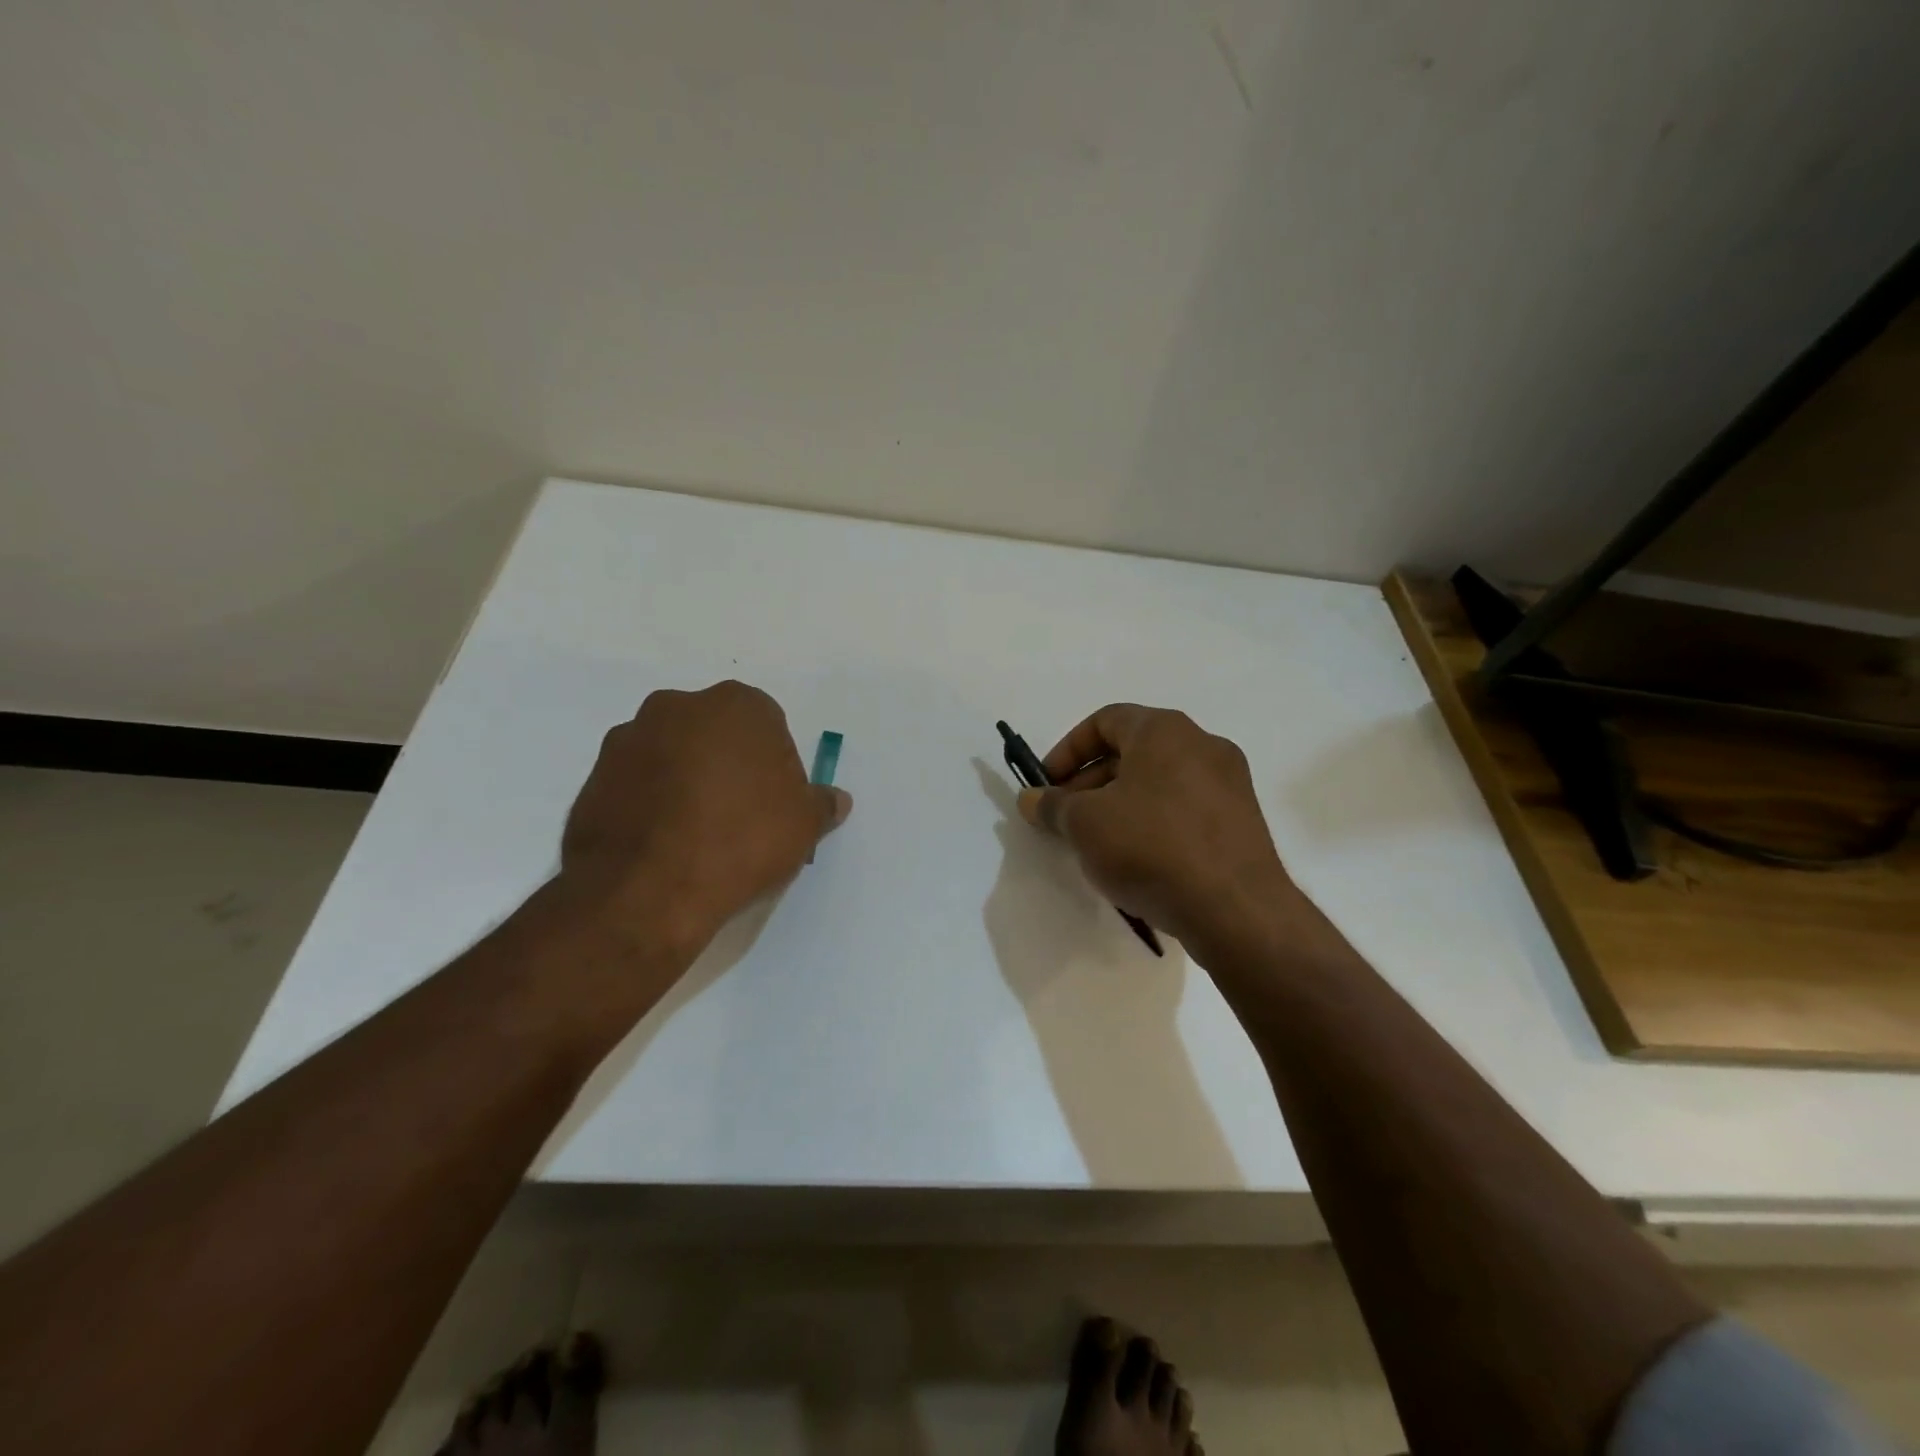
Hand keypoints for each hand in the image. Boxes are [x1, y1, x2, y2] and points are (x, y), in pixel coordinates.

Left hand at [561, 681, 851, 950]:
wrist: (647, 889)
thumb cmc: (741, 841)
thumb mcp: (803, 826)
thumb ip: (821, 804)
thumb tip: (836, 799)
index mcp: (737, 705)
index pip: (767, 726)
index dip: (774, 765)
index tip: (772, 804)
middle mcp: (679, 706)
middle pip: (716, 732)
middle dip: (727, 764)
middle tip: (737, 815)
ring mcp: (630, 737)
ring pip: (673, 753)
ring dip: (685, 779)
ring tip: (694, 833)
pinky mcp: (594, 773)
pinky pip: (637, 780)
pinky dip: (650, 800)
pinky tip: (662, 841)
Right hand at [1018, 704, 1290, 952]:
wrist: (1236, 910)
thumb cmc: (1151, 847)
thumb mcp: (1085, 824)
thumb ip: (1053, 805)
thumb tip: (1031, 799)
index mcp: (1165, 730)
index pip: (1105, 720)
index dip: (1067, 750)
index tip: (1047, 784)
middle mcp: (1203, 745)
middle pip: (1133, 751)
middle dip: (1090, 781)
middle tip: (1066, 817)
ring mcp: (1230, 784)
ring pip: (1159, 781)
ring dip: (1120, 803)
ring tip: (1097, 843)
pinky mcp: (1242, 822)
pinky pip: (1185, 808)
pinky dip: (1153, 822)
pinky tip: (1137, 860)